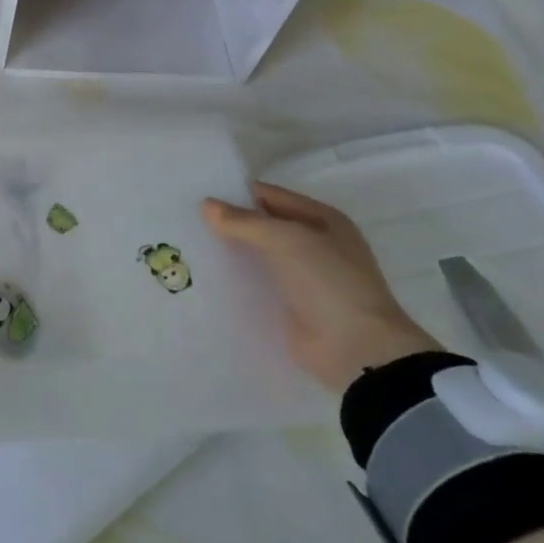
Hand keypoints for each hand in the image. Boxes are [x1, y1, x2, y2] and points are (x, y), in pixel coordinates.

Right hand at [202, 182, 439, 394]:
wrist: (356, 349)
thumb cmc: (327, 281)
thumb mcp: (284, 239)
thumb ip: (243, 221)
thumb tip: (206, 205)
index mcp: (323, 220)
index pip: (270, 196)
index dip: (236, 193)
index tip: (198, 194)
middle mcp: (315, 245)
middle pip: (263, 226)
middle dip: (230, 223)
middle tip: (187, 219)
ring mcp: (304, 277)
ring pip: (258, 255)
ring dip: (231, 252)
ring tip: (189, 245)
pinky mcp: (291, 305)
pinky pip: (257, 284)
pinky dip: (236, 280)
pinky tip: (206, 275)